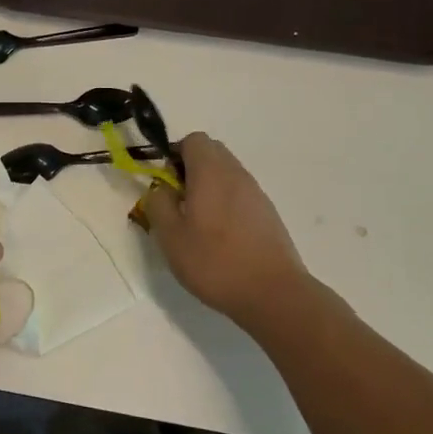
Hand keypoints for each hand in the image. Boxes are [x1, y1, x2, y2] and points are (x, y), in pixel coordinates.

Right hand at [143, 132, 312, 324]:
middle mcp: (236, 174)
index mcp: (211, 172)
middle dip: (190, 169)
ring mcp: (257, 193)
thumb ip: (158, 204)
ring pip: (227, 173)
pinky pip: (240, 194)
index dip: (174, 155)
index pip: (193, 140)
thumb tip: (160, 188)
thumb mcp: (171, 236)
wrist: (273, 293)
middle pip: (211, 152)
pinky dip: (226, 203)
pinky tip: (220, 237)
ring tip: (198, 224)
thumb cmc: (215, 262)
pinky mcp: (268, 213)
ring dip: (208, 187)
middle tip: (178, 203)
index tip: (166, 184)